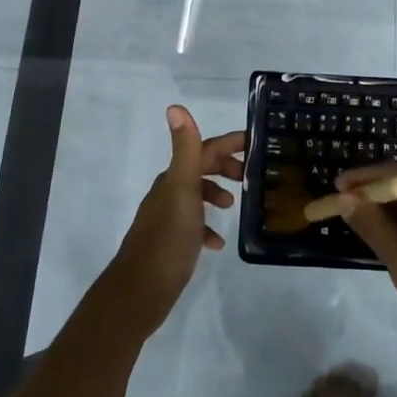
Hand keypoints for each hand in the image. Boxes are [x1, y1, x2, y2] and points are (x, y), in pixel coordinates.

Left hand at [102, 106, 244, 338]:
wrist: (141, 290)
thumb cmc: (168, 237)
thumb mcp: (182, 189)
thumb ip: (184, 149)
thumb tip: (175, 106)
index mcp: (174, 178)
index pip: (203, 149)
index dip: (228, 143)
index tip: (255, 143)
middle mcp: (169, 193)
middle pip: (200, 169)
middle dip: (225, 167)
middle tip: (249, 177)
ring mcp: (169, 219)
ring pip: (196, 196)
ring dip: (216, 195)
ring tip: (233, 207)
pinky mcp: (171, 243)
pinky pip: (194, 227)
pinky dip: (208, 228)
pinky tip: (217, 243)